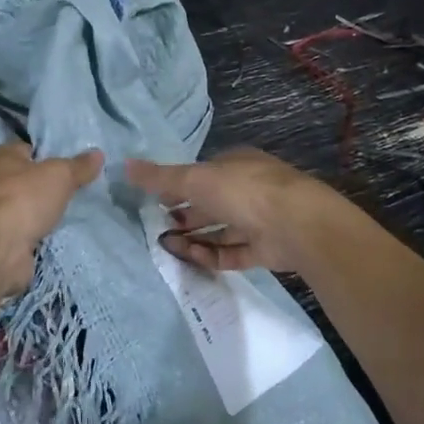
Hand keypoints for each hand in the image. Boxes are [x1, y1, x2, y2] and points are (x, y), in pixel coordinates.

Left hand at [0, 142, 103, 297]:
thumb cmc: (25, 198)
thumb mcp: (60, 176)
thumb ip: (79, 166)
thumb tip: (98, 154)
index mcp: (1, 156)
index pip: (24, 147)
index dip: (43, 153)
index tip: (64, 162)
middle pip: (21, 176)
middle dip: (40, 182)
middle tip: (68, 187)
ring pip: (20, 204)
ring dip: (36, 209)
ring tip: (64, 211)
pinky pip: (19, 228)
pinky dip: (32, 231)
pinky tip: (50, 233)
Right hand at [126, 148, 335, 272]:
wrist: (297, 225)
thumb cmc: (244, 191)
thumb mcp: (195, 179)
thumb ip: (161, 177)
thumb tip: (125, 165)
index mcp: (236, 165)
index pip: (202, 174)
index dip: (178, 186)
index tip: (154, 201)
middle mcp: (248, 190)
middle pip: (210, 204)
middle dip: (184, 215)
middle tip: (157, 228)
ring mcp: (259, 221)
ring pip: (220, 229)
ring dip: (193, 237)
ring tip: (166, 246)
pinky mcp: (264, 249)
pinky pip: (231, 252)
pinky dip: (209, 254)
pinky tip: (188, 258)